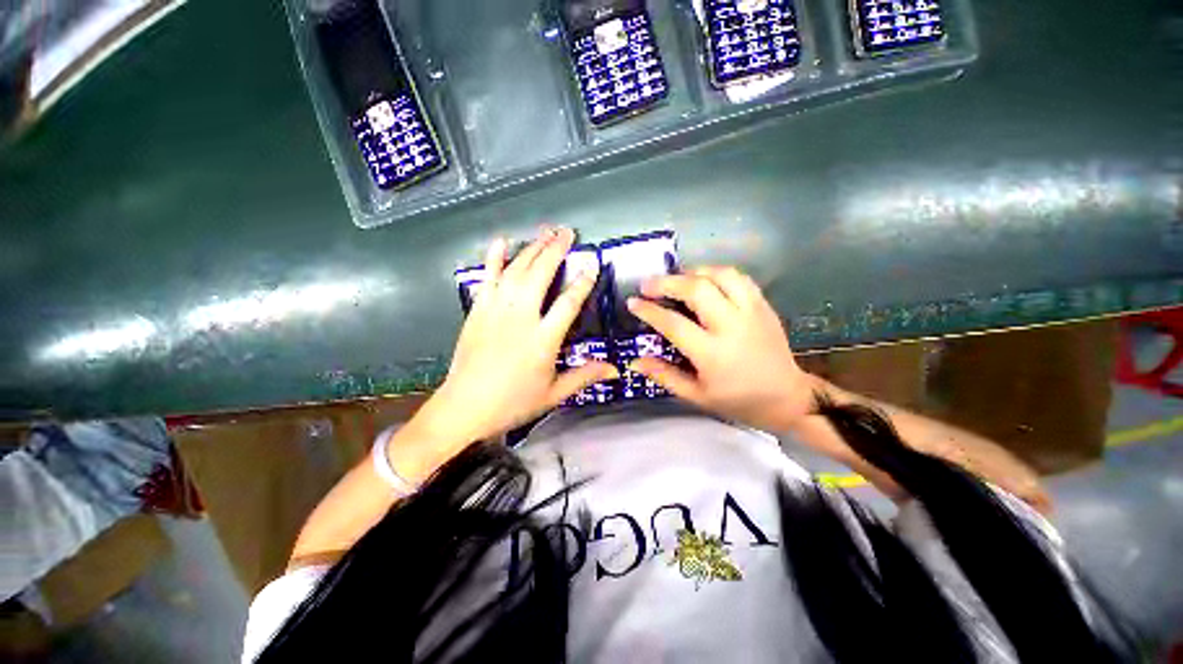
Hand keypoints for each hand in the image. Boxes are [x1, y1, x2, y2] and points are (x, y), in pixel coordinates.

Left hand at [418, 228, 618, 447]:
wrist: (464, 407)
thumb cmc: (513, 402)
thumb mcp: (554, 393)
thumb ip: (584, 376)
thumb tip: (615, 370)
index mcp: (543, 339)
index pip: (568, 303)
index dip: (583, 282)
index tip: (592, 264)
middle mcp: (521, 318)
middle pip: (540, 275)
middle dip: (555, 250)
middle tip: (567, 233)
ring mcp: (496, 310)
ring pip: (516, 271)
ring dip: (532, 249)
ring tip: (545, 233)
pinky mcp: (478, 310)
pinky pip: (487, 278)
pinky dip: (494, 258)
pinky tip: (502, 242)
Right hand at [626, 266, 816, 432]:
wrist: (787, 397)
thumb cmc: (737, 400)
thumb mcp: (697, 396)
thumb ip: (664, 376)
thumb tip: (635, 361)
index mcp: (712, 353)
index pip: (673, 324)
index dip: (649, 311)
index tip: (633, 303)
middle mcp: (732, 326)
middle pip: (696, 290)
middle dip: (667, 282)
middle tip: (648, 284)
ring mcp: (751, 312)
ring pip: (720, 275)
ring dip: (693, 272)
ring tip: (676, 278)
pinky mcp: (763, 305)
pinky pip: (739, 278)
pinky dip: (717, 273)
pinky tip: (705, 280)